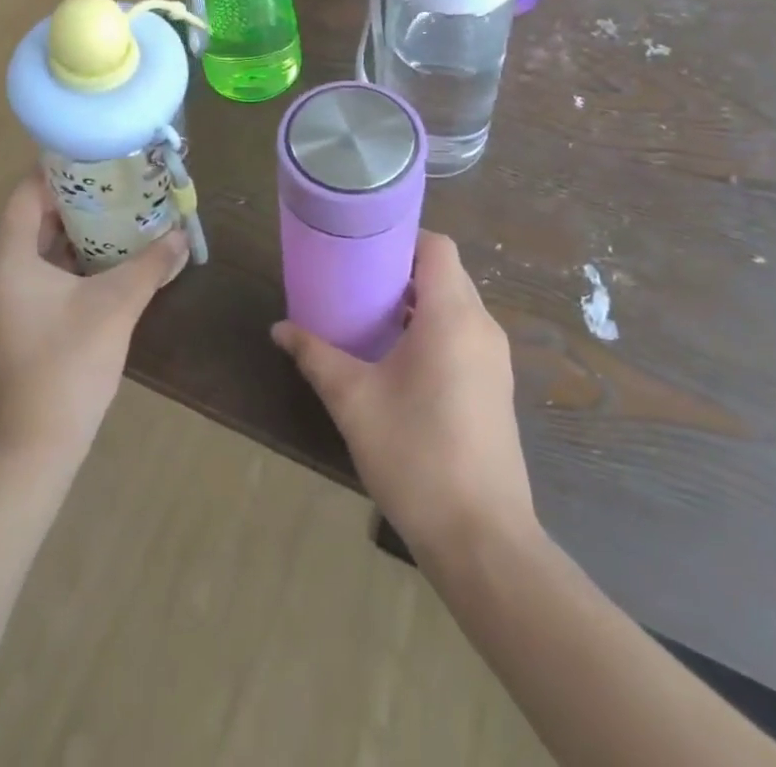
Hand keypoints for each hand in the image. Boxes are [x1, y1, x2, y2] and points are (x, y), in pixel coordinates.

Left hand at [0, 175, 187, 464]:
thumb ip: (151, 265)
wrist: (32, 449)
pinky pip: (41, 275)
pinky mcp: (13, 323)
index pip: (28, 193)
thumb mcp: (116, 306)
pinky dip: (71, 263)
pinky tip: (110, 262)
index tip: (100, 156)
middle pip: (35, 218)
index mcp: (7, 258)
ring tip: (123, 215)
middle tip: (122, 184)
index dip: (61, 169)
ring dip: (78, 233)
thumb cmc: (67, 365)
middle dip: (79, 200)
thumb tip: (182, 236)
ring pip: (39, 249)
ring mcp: (2, 300)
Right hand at [272, 232, 535, 556]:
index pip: (437, 247)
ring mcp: (494, 359)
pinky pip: (465, 334)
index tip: (364, 247)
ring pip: (457, 305)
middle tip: (358, 279)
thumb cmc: (415, 455)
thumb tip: (279, 329)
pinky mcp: (496, 387)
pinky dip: (435, 328)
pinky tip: (400, 359)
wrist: (482, 539)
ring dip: (419, 301)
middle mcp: (481, 327)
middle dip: (404, 269)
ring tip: (372, 316)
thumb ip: (315, 356)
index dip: (402, 237)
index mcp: (452, 316)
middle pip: (447, 273)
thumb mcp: (354, 401)